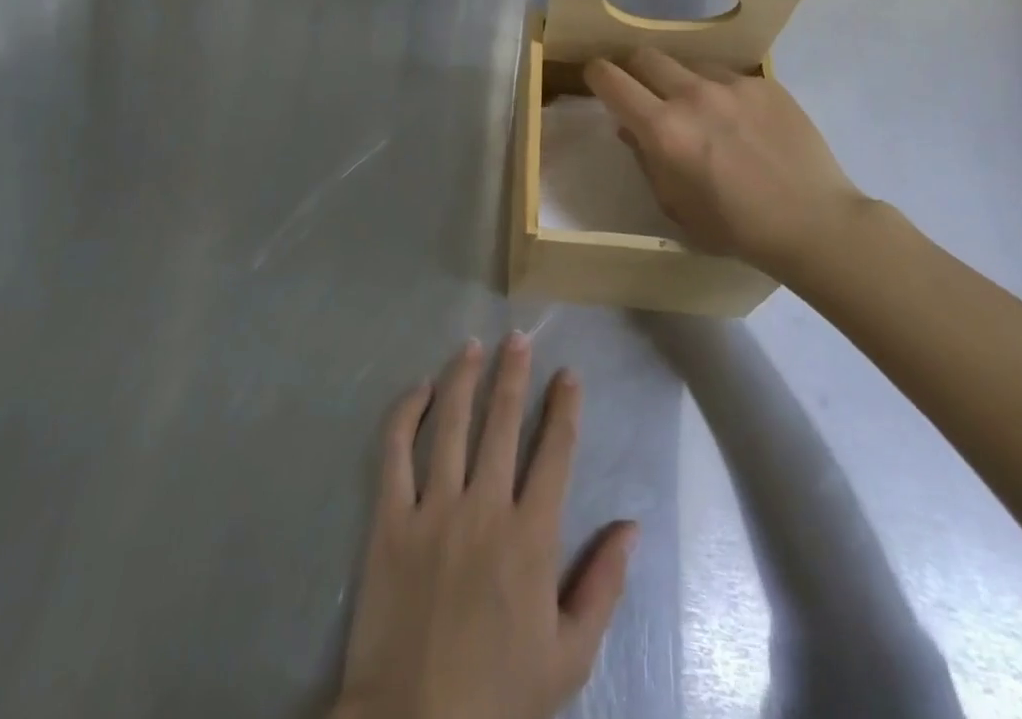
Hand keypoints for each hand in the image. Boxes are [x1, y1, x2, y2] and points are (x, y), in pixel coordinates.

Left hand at [332, 335, 636, 718]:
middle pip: (502, 423)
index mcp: (531, 537)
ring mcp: (433, 508)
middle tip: (518, 338)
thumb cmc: (499, 695)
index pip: (554, 453)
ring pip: (451, 424)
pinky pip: (395, 452)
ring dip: (463, 378)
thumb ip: (603, 585)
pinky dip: (406, 414)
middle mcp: (484, 507)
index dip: (563, 408)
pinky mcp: (390, 519)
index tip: (569, 375)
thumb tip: (632, 526)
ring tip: (472, 345)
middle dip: (513, 374)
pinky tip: (419, 389)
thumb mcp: (570, 656)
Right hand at [585, 48, 877, 275]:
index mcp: (663, 130)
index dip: (595, 75)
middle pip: (644, 55)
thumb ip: (645, 159)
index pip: (610, 79)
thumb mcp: (675, 205)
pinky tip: (738, 118)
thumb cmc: (735, 227)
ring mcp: (732, 84)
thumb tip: (629, 127)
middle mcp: (692, 95)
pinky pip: (726, 75)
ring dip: (678, 79)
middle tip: (642, 90)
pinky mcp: (764, 83)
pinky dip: (718, 90)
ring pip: (687, 62)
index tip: (597, 80)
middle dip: (633, 69)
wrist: (814, 222)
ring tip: (696, 106)